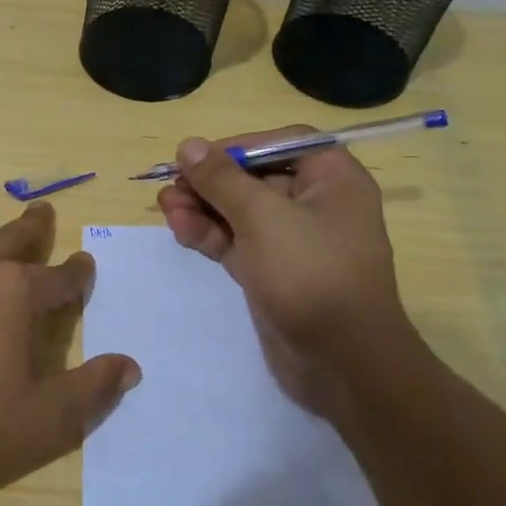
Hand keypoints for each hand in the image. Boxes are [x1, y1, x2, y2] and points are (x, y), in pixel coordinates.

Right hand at [155, 130, 411, 422]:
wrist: (341, 362)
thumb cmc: (311, 274)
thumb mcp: (263, 217)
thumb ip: (222, 179)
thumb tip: (188, 145)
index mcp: (332, 180)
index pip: (280, 143)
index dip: (237, 146)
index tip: (198, 156)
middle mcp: (315, 205)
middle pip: (253, 178)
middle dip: (209, 182)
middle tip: (170, 186)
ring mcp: (292, 241)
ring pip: (238, 212)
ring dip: (202, 207)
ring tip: (165, 207)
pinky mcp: (271, 272)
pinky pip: (236, 242)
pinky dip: (209, 234)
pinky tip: (179, 229)